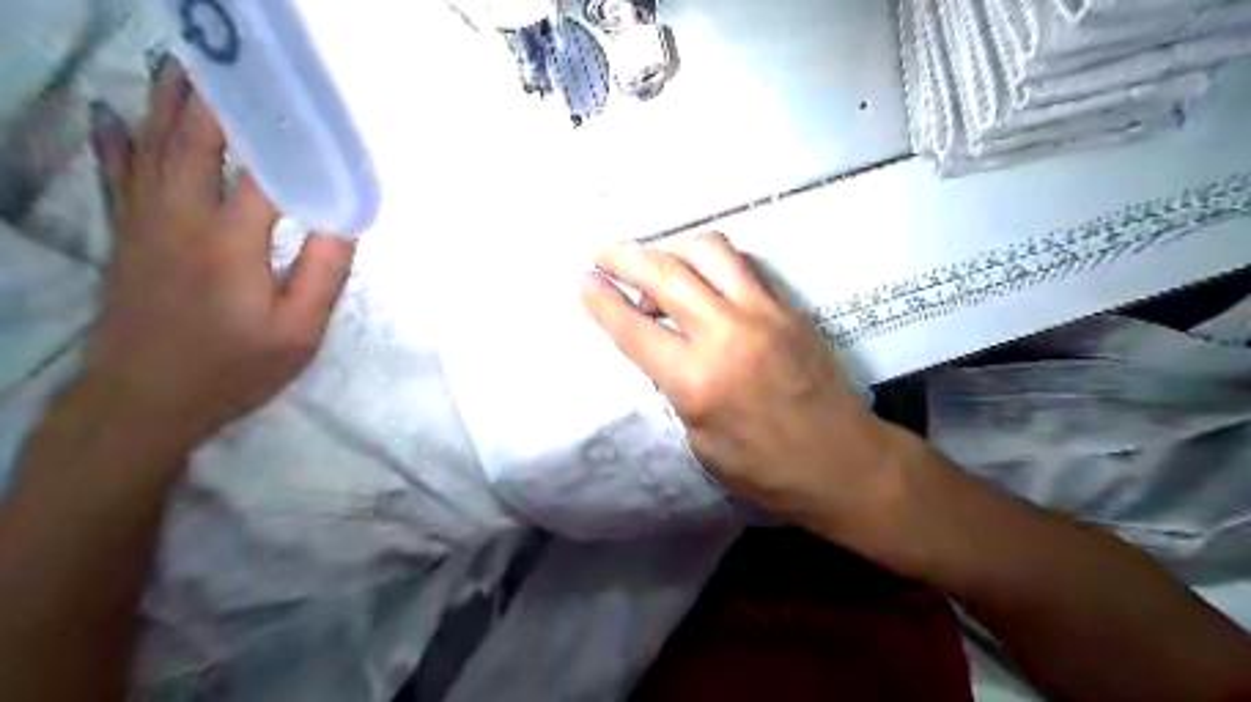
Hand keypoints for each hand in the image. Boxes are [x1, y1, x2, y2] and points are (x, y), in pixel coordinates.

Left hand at [85, 58, 354, 445]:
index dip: (289, 137)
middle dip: (220, 97)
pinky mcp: (126, 237)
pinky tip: (111, 111)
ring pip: (153, 145)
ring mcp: (145, 223)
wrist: (143, 401)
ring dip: (171, 102)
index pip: (265, 169)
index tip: (312, 110)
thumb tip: (345, 219)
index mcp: (231, 240)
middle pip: (197, 140)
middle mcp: (181, 217)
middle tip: (237, 59)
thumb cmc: (235, 368)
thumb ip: (324, 271)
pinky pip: (117, 173)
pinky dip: (116, 138)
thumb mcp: (299, 331)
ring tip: (186, 64)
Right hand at [578, 234, 915, 544]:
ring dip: (672, 248)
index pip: (633, 327)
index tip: (580, 279)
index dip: (600, 299)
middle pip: (664, 272)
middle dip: (622, 255)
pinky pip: (743, 263)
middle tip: (601, 251)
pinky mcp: (789, 306)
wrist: (842, 462)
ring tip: (656, 264)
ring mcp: (763, 312)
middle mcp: (726, 333)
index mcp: (697, 380)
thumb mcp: (699, 441)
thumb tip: (659, 346)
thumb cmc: (764, 470)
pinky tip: (703, 276)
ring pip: (708, 250)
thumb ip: (674, 385)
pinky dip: (712, 261)